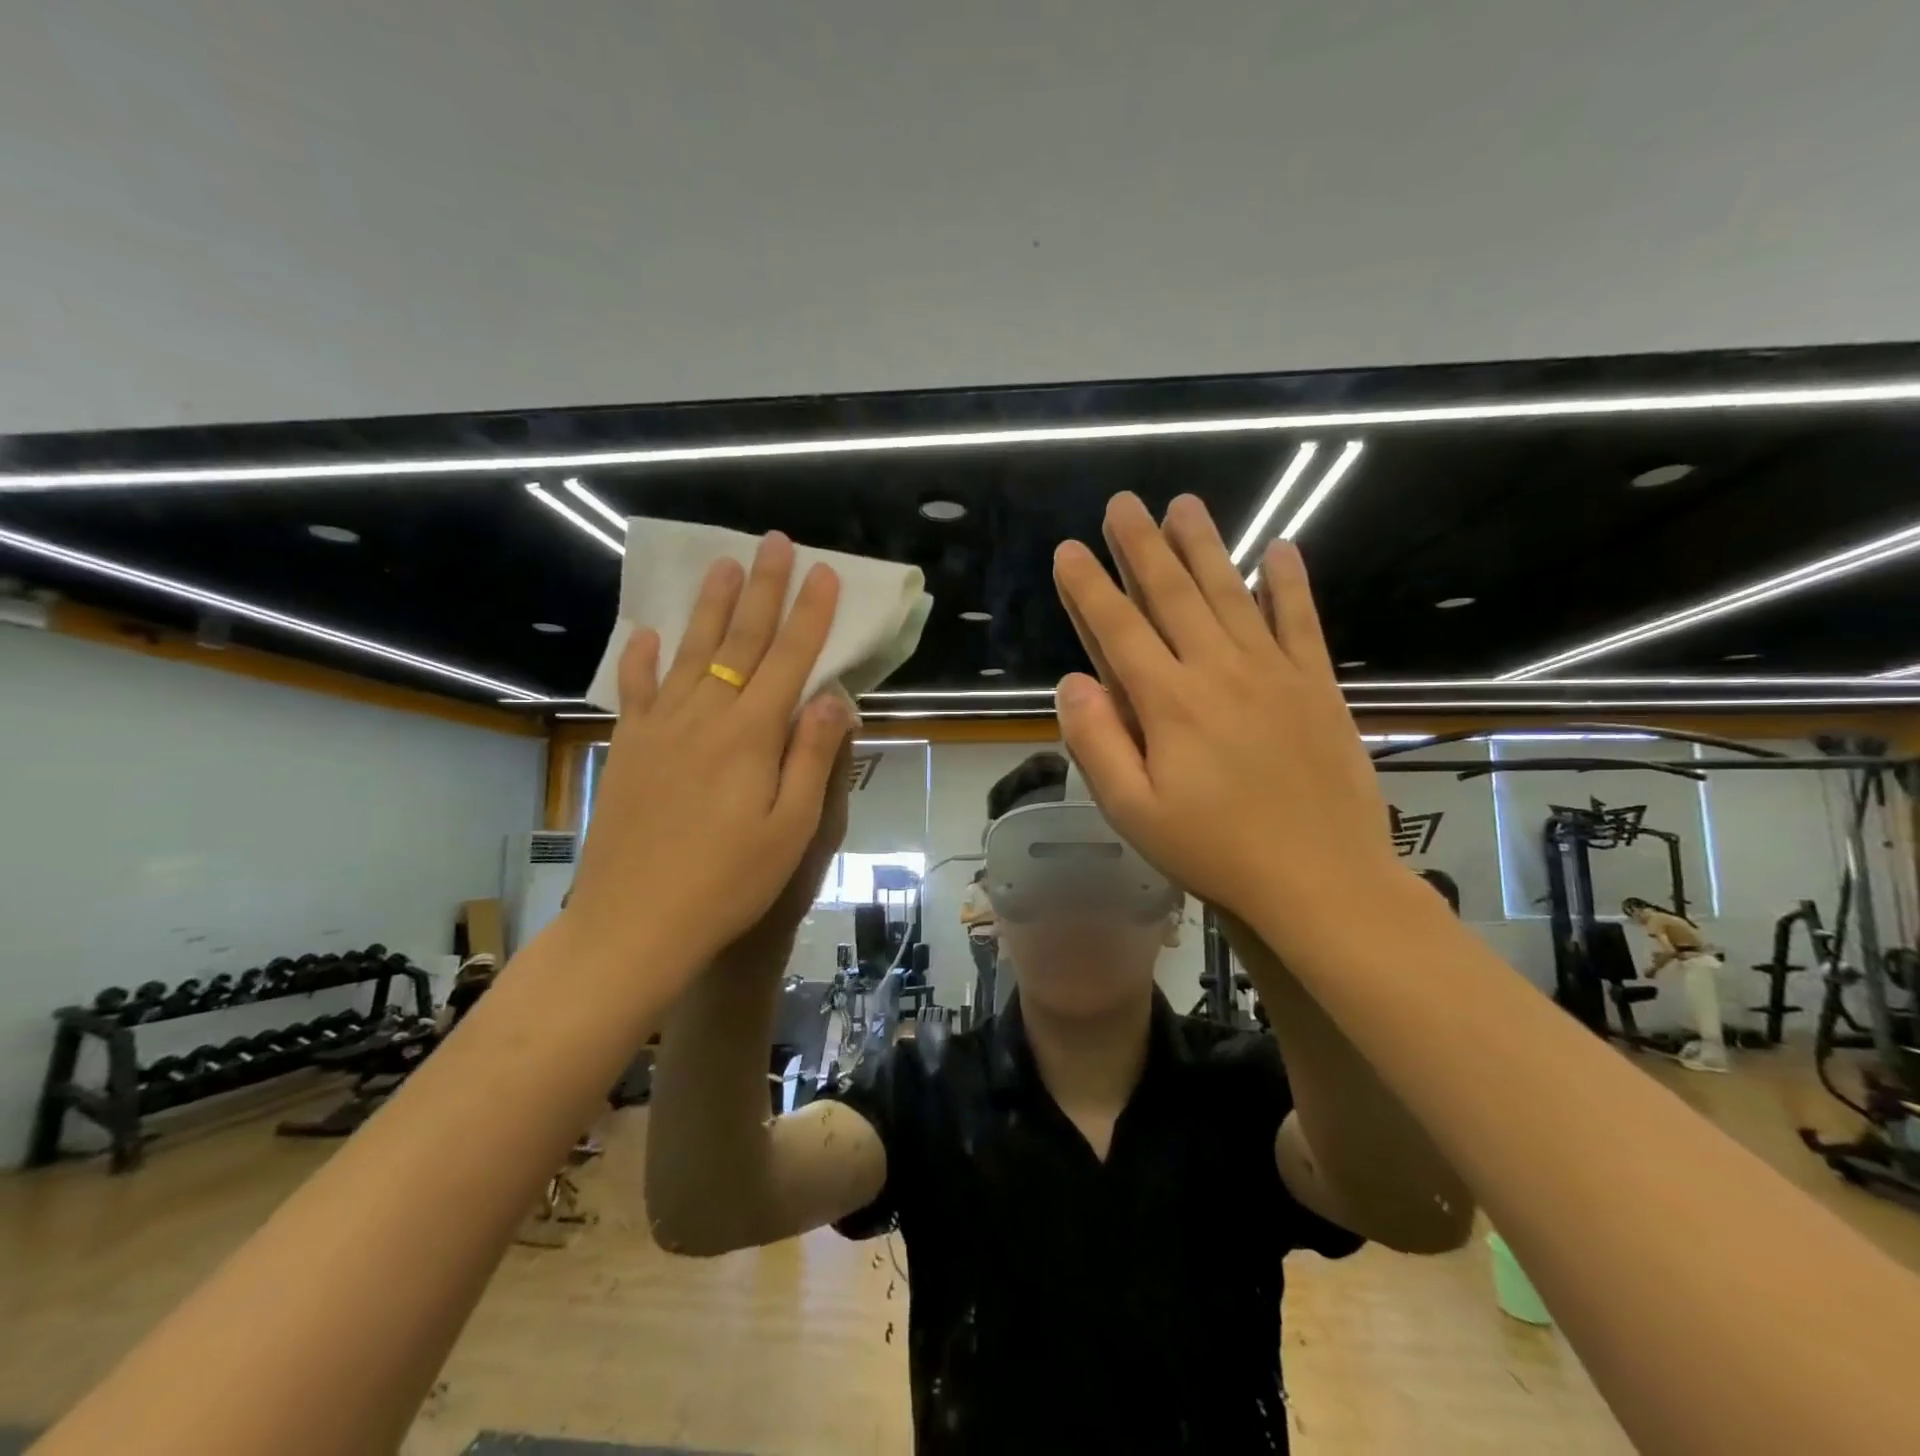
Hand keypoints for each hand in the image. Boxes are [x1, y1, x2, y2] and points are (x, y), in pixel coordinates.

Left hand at [562, 533, 857, 990]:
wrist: (635, 922)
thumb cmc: (728, 882)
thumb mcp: (791, 828)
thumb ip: (813, 757)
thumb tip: (834, 697)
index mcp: (752, 735)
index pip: (790, 660)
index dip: (810, 614)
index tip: (823, 573)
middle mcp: (705, 716)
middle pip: (741, 641)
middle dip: (764, 589)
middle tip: (775, 543)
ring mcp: (661, 728)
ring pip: (691, 652)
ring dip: (711, 607)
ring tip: (724, 565)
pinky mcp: (629, 748)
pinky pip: (636, 689)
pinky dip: (642, 658)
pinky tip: (646, 634)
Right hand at [1051, 492, 1403, 942]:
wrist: (1321, 879)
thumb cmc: (1215, 850)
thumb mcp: (1134, 811)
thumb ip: (1097, 742)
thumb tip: (1072, 682)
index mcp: (1169, 703)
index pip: (1119, 629)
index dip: (1089, 587)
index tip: (1069, 549)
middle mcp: (1219, 671)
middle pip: (1173, 595)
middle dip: (1142, 546)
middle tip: (1124, 503)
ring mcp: (1274, 672)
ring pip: (1231, 594)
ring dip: (1205, 546)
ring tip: (1185, 505)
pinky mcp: (1317, 686)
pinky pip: (1301, 621)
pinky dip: (1290, 583)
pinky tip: (1280, 549)